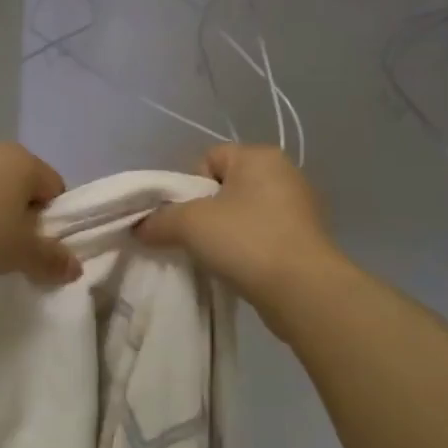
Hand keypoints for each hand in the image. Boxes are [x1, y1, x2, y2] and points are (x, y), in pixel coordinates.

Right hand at [136, 145, 339, 313]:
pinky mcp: (307, 240)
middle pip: (226, 186)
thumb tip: (140, 227)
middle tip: (194, 238)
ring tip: (216, 258)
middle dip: (205, 211)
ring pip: (245, 213)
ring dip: (226, 233)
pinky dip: (248, 249)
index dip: (188, 186)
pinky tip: (239, 269)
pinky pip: (264, 236)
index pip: (209, 158)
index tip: (183, 217)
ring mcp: (300, 208)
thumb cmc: (246, 241)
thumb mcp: (190, 224)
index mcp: (260, 156)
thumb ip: (159, 220)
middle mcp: (285, 173)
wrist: (304, 291)